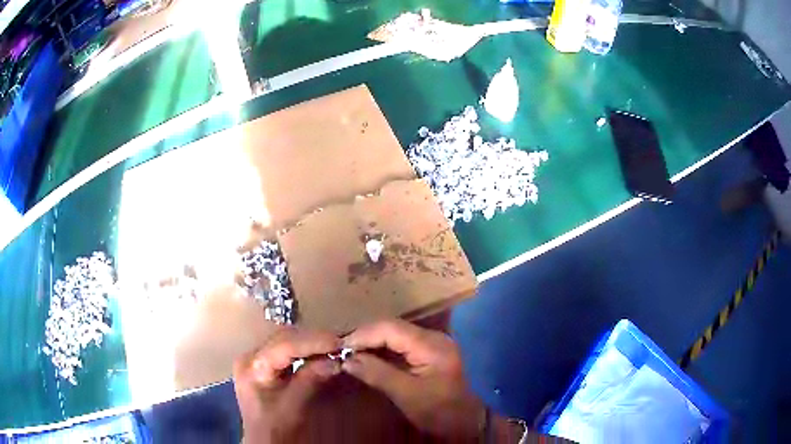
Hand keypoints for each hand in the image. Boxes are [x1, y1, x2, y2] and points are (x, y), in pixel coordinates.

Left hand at [233, 328, 341, 442]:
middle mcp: (250, 356)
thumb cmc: (275, 428)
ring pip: (286, 339)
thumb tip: (335, 359)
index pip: (284, 345)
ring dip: (311, 342)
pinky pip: (286, 349)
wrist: (264, 441)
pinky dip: (305, 349)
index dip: (312, 342)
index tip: (339, 343)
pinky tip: (321, 353)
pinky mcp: (264, 364)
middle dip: (314, 339)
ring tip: (335, 347)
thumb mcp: (293, 407)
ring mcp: (256, 358)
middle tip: (341, 344)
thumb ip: (310, 380)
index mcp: (251, 366)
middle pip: (284, 337)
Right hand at [341, 319, 485, 439]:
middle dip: (365, 337)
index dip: (363, 335)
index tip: (339, 347)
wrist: (465, 421)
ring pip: (394, 334)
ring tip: (349, 352)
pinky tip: (367, 356)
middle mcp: (432, 337)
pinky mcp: (427, 351)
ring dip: (371, 342)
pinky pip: (399, 344)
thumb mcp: (406, 395)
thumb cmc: (438, 410)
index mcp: (431, 345)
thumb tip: (347, 359)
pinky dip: (381, 349)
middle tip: (341, 350)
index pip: (391, 329)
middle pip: (392, 328)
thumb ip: (377, 374)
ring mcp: (431, 343)